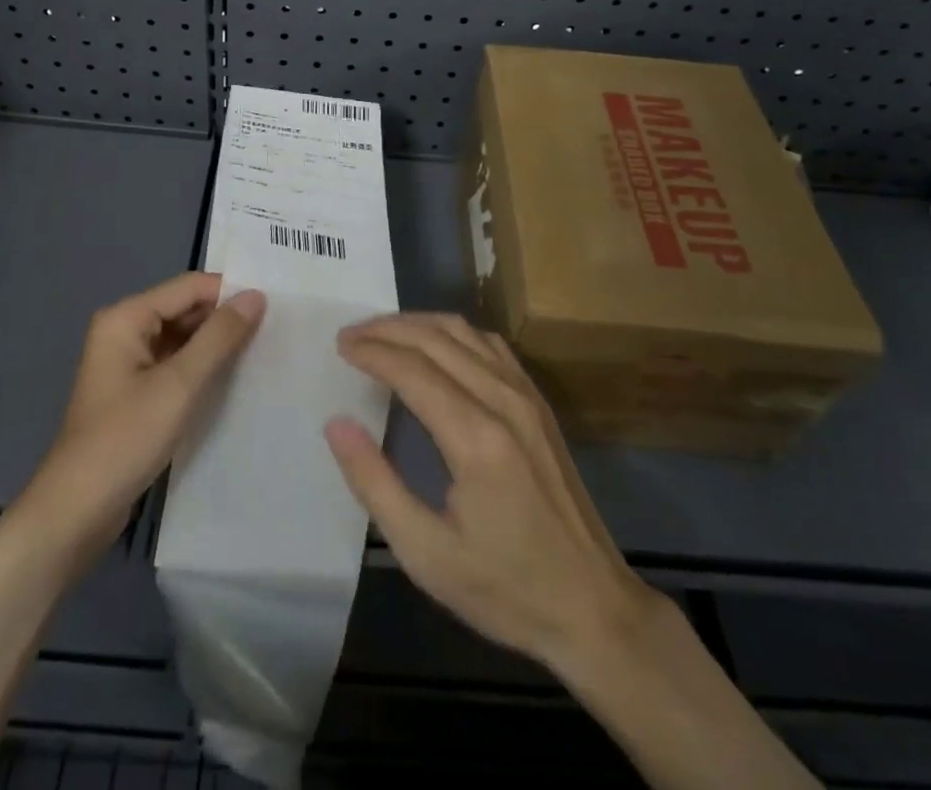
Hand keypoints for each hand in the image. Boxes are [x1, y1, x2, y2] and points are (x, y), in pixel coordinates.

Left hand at [25, 272, 264, 564]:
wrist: (77, 511)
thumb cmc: (126, 438)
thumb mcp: (180, 384)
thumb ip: (220, 337)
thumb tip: (256, 295)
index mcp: (126, 317)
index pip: (189, 287)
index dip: (230, 292)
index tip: (274, 305)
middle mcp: (124, 330)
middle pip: (184, 309)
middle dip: (224, 318)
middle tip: (274, 328)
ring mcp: (127, 363)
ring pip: (182, 338)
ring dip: (216, 344)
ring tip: (262, 350)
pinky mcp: (134, 392)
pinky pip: (175, 364)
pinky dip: (201, 367)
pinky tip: (232, 378)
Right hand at [324, 313, 660, 673]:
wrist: (594, 606)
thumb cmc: (505, 588)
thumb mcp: (426, 553)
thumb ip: (375, 483)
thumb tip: (336, 423)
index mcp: (476, 437)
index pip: (412, 369)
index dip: (372, 351)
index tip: (340, 346)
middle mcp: (503, 401)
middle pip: (436, 339)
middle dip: (388, 329)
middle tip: (350, 335)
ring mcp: (527, 397)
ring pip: (465, 332)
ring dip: (419, 324)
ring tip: (382, 333)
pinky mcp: (539, 403)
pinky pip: (491, 345)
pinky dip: (453, 333)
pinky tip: (436, 344)